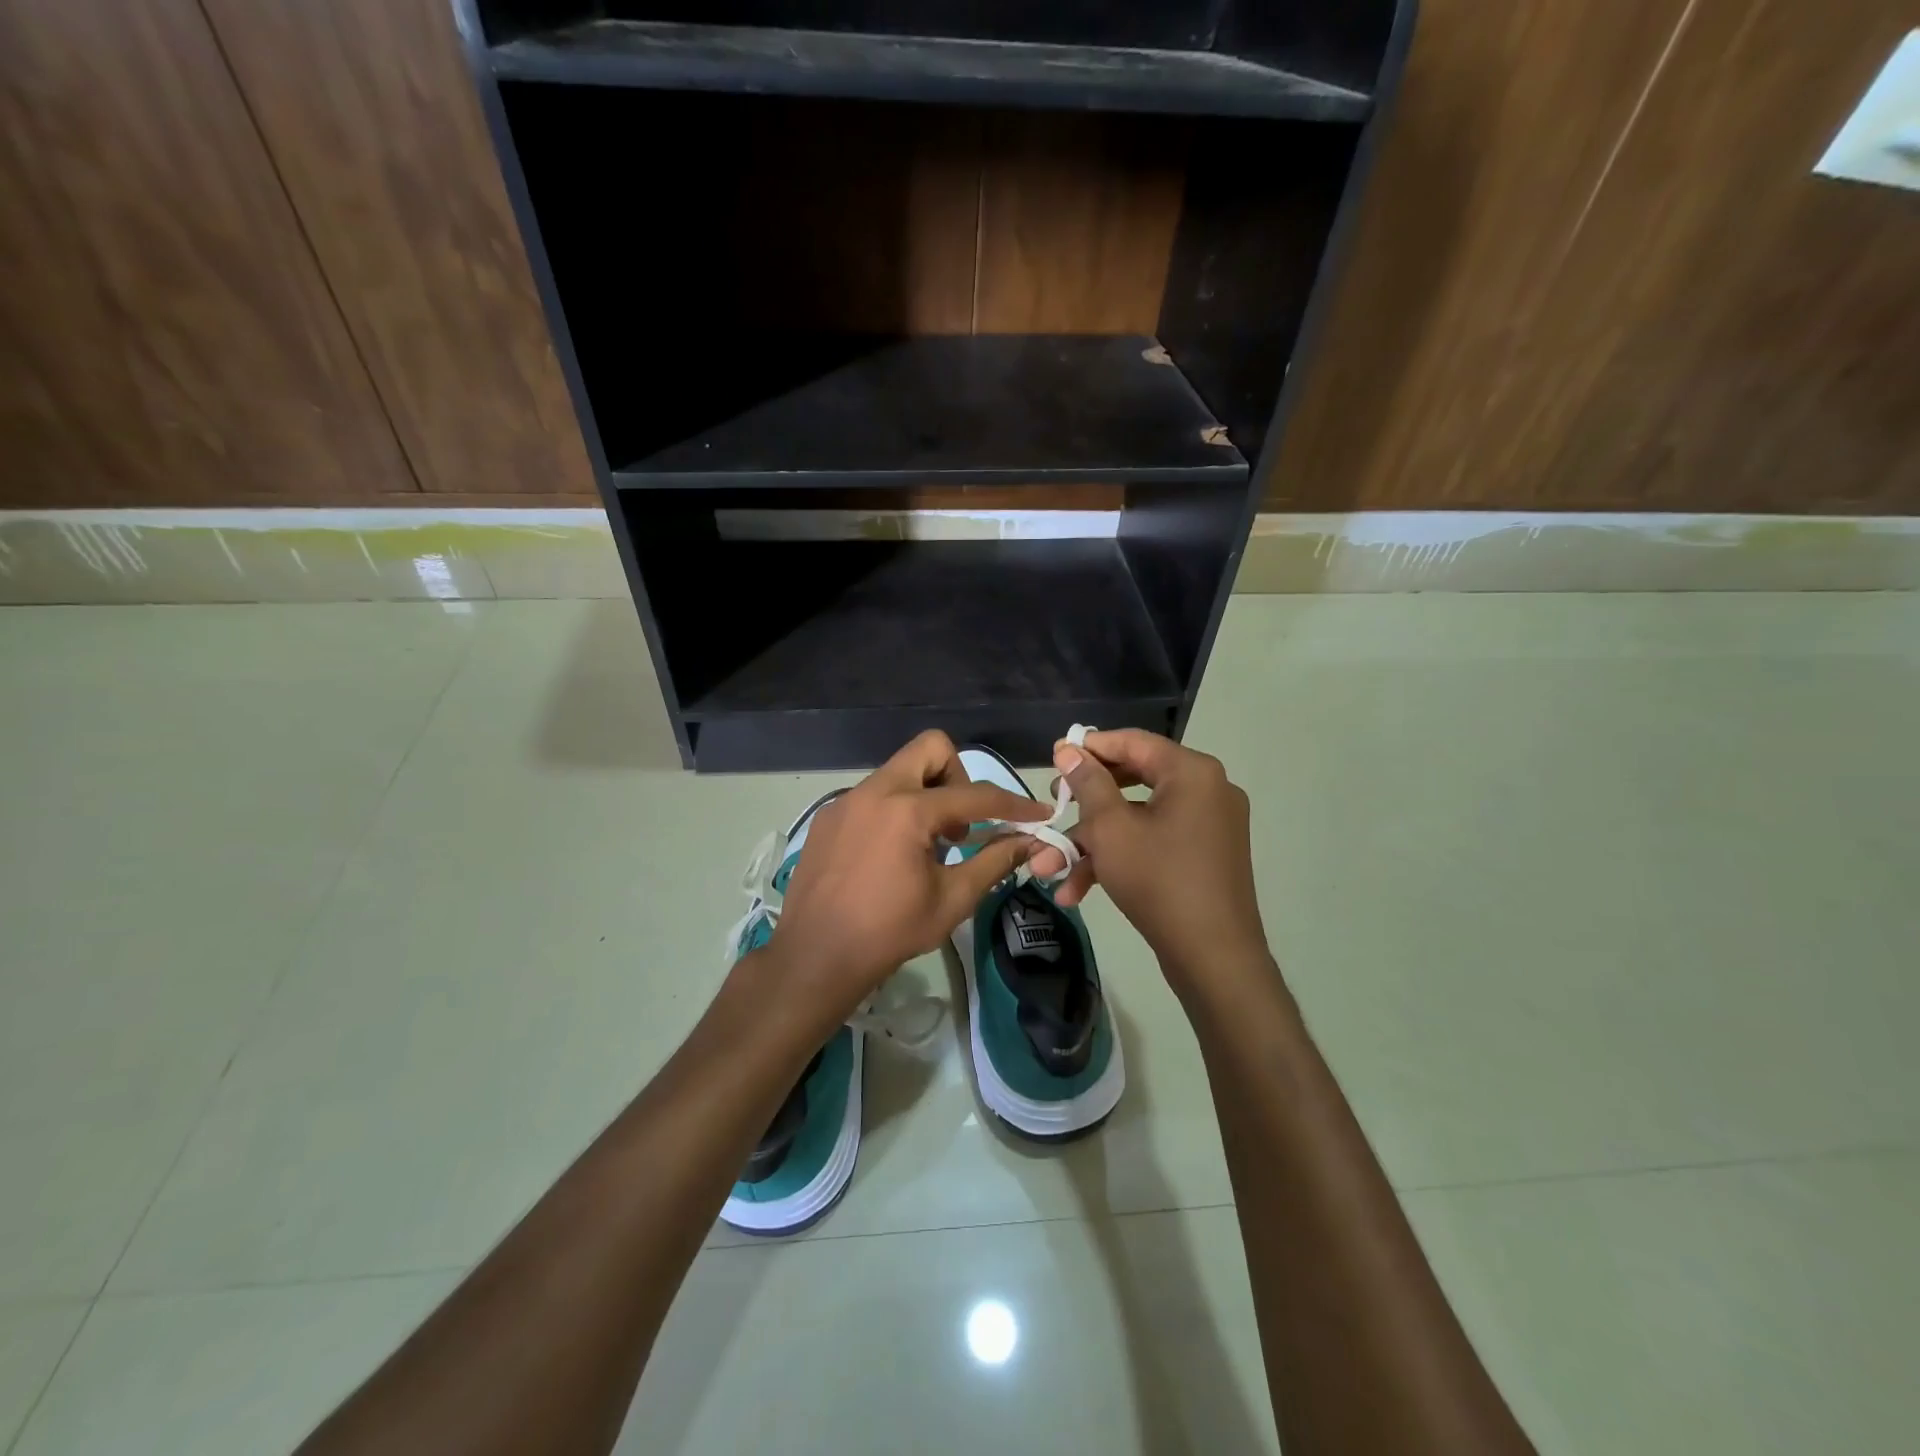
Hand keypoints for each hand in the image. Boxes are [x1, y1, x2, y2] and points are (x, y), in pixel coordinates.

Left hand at [755, 731, 1045, 1027]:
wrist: (815, 957)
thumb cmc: (889, 932)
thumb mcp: (952, 899)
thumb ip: (995, 861)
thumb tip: (1030, 841)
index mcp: (908, 810)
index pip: (975, 795)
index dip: (1013, 804)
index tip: (1037, 814)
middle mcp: (874, 791)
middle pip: (930, 748)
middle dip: (958, 775)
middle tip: (961, 822)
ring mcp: (846, 801)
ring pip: (899, 771)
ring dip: (925, 794)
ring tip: (928, 844)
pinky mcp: (828, 817)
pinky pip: (872, 795)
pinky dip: (895, 810)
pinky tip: (890, 854)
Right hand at [1035, 729, 1271, 996]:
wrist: (1214, 958)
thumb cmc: (1158, 881)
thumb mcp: (1111, 829)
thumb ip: (1088, 783)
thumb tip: (1068, 750)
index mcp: (1192, 772)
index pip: (1132, 742)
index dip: (1089, 748)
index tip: (1053, 758)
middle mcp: (1207, 790)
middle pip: (1132, 781)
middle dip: (1083, 805)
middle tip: (1052, 808)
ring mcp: (1208, 826)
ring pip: (1136, 820)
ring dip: (1091, 844)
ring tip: (1047, 869)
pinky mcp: (1204, 856)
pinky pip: (1154, 843)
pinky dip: (1119, 859)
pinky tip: (1077, 891)